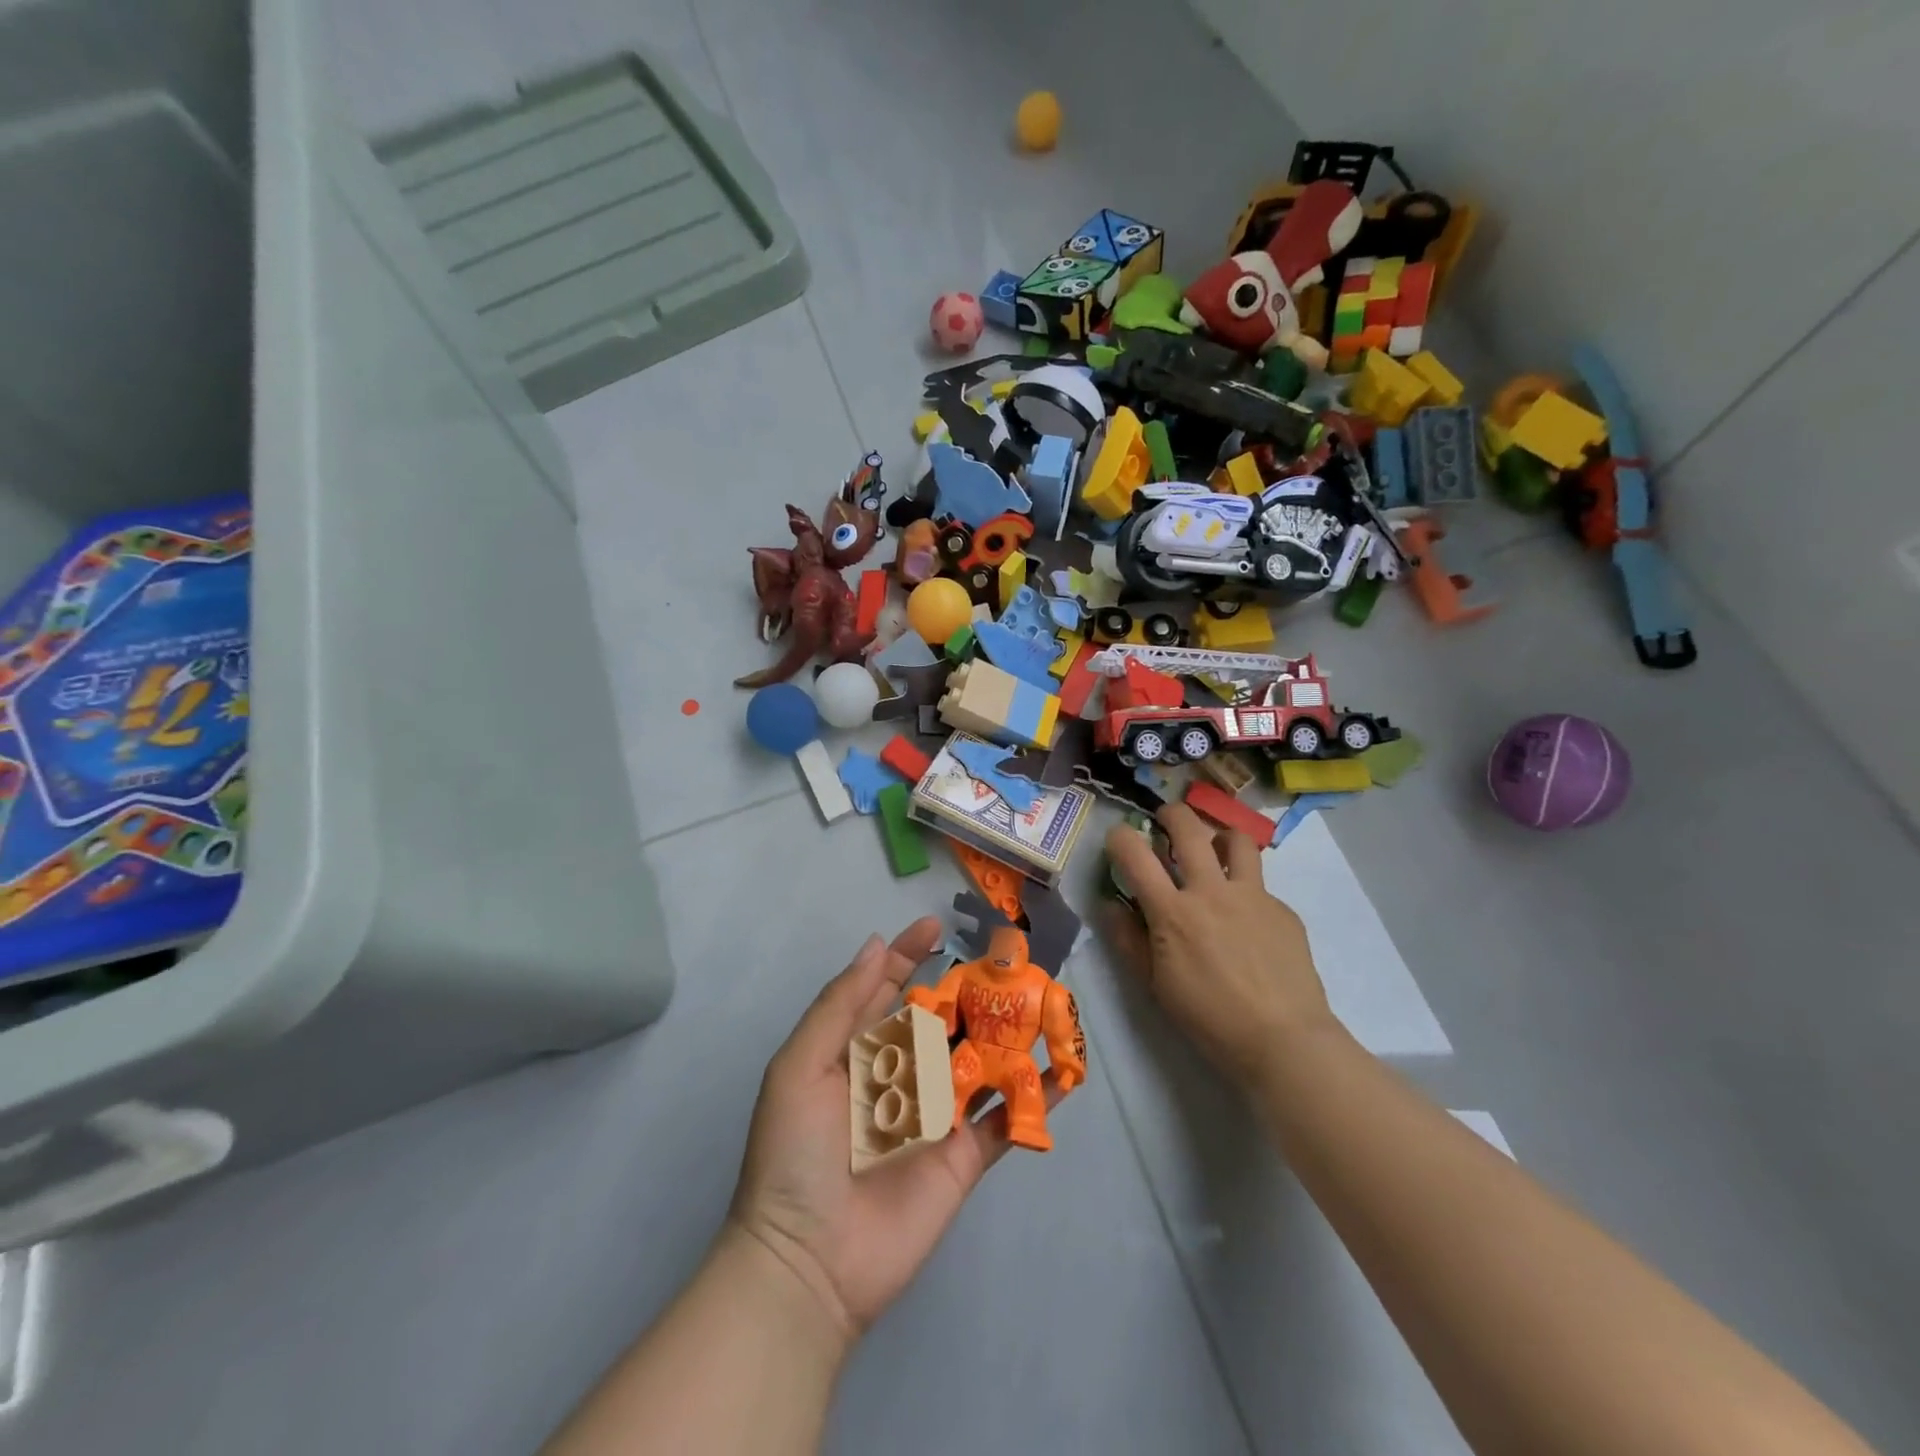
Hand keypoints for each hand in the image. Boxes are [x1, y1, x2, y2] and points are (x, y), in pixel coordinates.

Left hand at [727, 918, 1057, 1343]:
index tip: (934, 925)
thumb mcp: (801, 1067)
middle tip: (1004, 955)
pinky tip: (1063, 1069)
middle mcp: (899, 1076)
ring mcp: (936, 1115)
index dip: (908, 956)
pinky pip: (1004, 1118)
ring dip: (1007, 1029)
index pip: (886, 990)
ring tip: (1040, 994)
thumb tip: (877, 945)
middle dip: (967, 986)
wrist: (808, 1263)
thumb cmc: (795, 1154)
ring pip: (978, 1060)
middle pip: (939, 1019)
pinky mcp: (964, 1156)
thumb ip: (840, 1005)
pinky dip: (1035, 1095)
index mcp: (857, 1053)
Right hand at [1103, 804, 1335, 1089]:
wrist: (1284, 1040)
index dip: (1121, 837)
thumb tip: (1112, 906)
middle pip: (1189, 828)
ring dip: (1219, 837)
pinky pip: (1260, 885)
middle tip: (1165, 819)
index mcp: (1173, 911)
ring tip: (1214, 850)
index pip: (1135, 855)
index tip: (1118, 838)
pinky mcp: (1283, 909)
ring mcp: (1253, 896)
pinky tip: (1247, 919)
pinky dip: (1245, 889)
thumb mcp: (1155, 985)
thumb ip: (1129, 940)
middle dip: (1171, 814)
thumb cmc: (1209, 1018)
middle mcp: (1211, 891)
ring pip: (1236, 840)